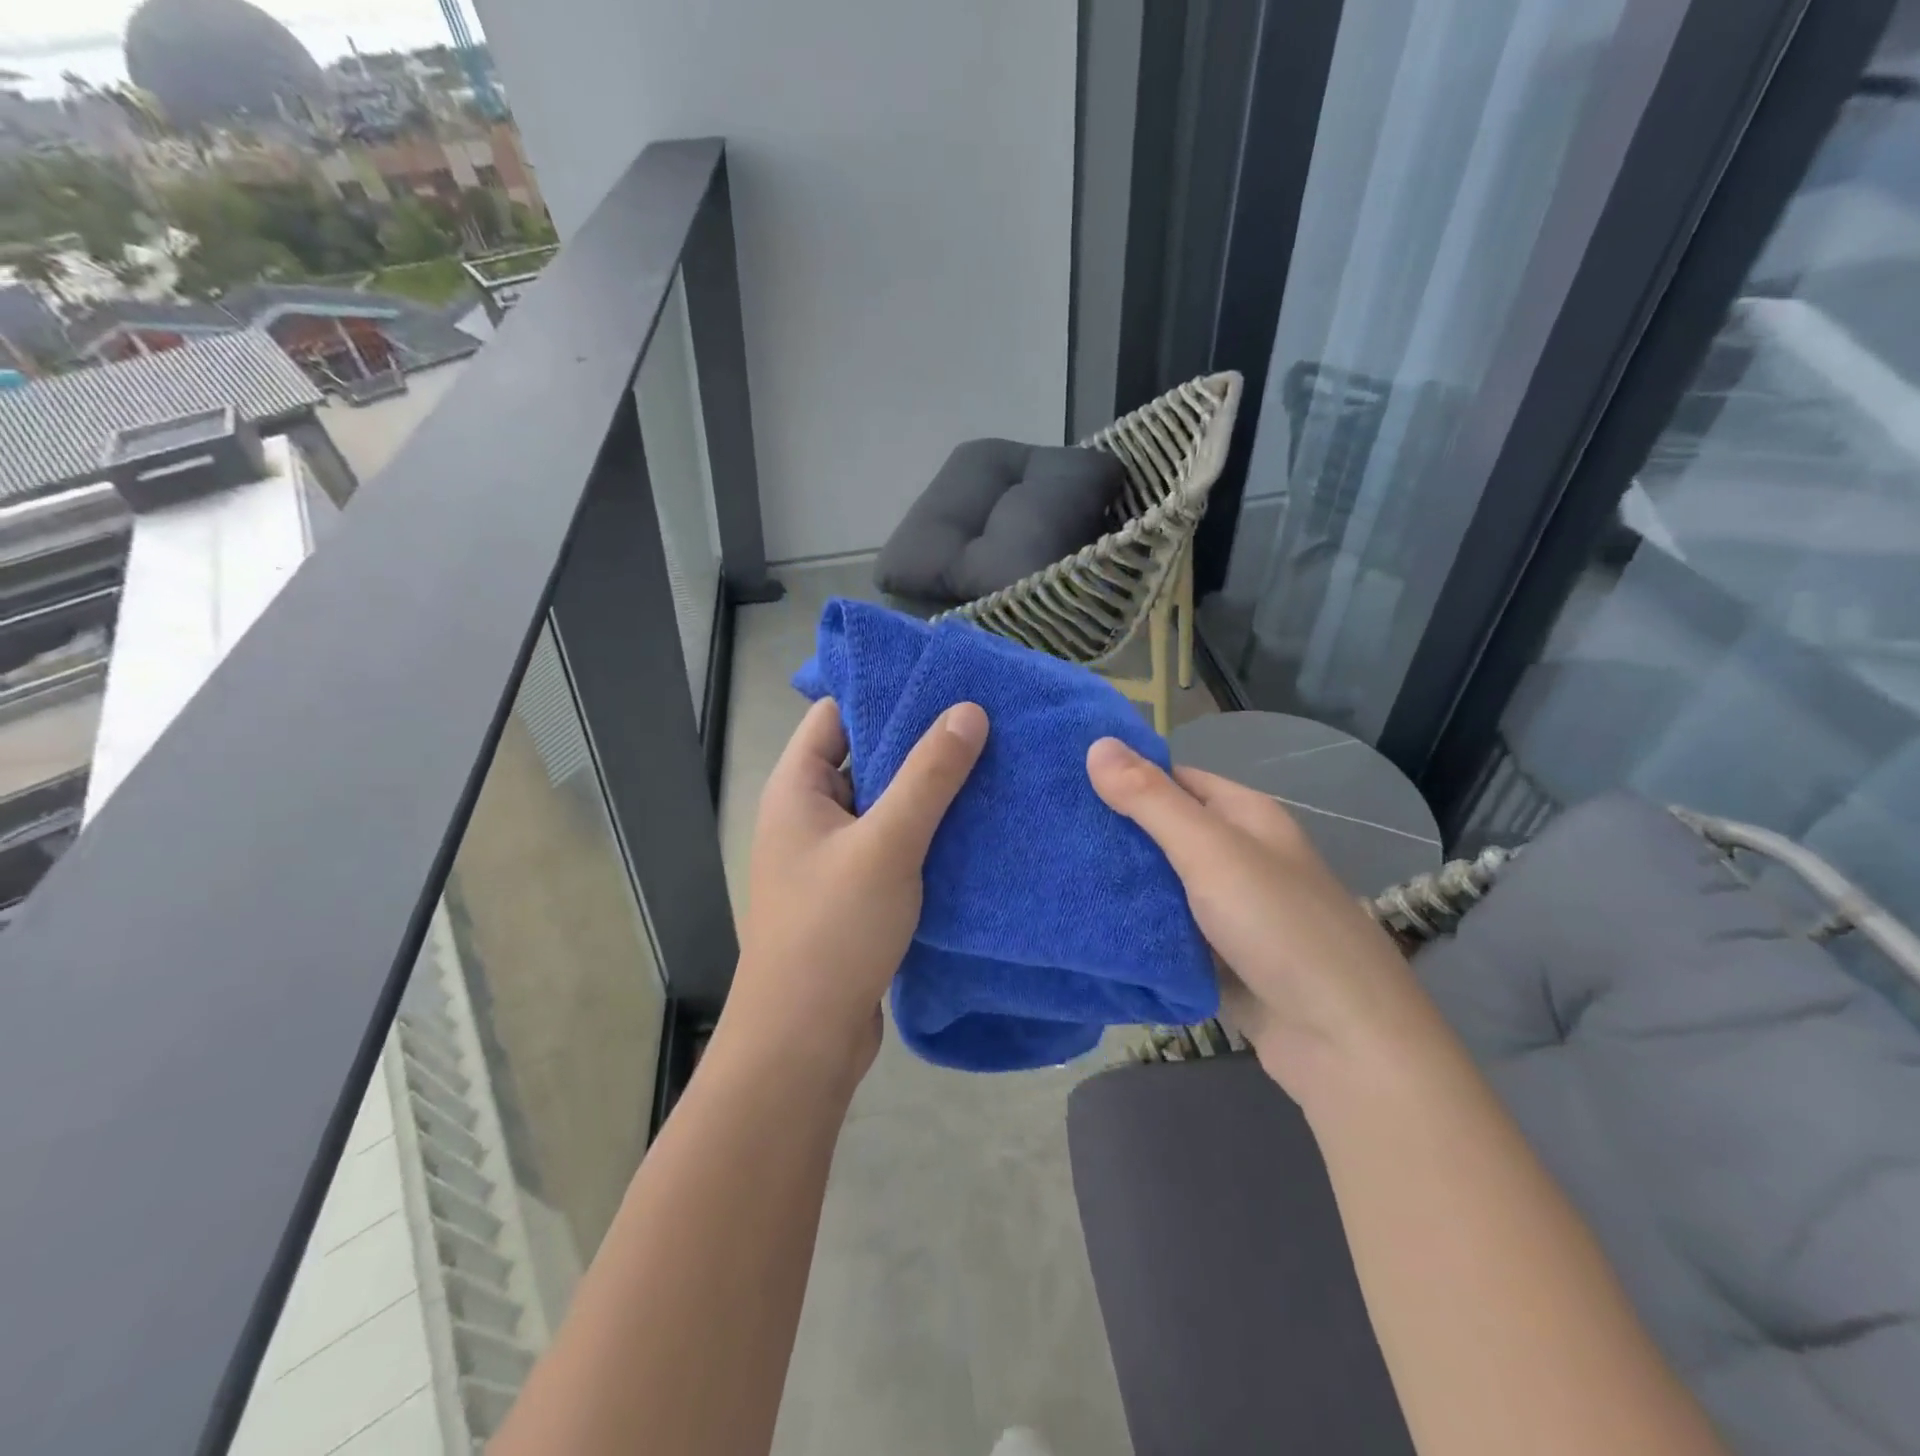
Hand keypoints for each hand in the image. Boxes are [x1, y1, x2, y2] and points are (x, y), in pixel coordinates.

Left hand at [723, 697, 988, 1086]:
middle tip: (983, 722)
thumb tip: (968, 710)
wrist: (804, 1040)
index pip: (837, 715)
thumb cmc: (833, 929)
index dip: (885, 693)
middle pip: (865, 757)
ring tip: (991, 766)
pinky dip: (926, 832)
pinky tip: (975, 827)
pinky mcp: (854, 891)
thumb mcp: (887, 844)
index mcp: (797, 788)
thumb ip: (928, 776)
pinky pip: (892, 843)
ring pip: (884, 804)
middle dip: (919, 742)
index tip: (945, 682)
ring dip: (927, 791)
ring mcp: (831, 855)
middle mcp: (808, 814)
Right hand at [1086, 738, 1448, 1100]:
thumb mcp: (1210, 851)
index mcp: (1245, 816)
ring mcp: (1227, 908)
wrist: (1343, 1043)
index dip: (1123, 774)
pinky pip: (1165, 928)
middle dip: (1112, 831)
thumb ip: (1151, 800)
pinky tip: (1085, 920)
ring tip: (1051, 869)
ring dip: (1118, 880)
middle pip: (1164, 831)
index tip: (1063, 779)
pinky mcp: (1216, 956)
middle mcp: (1237, 855)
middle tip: (1046, 827)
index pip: (1173, 778)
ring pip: (1161, 883)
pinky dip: (1133, 924)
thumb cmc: (1279, 926)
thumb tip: (1096, 743)